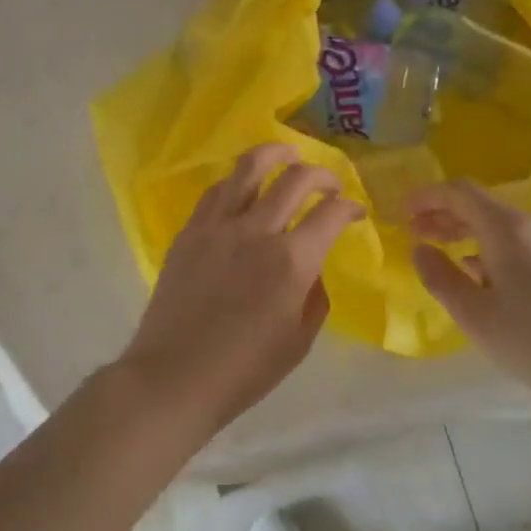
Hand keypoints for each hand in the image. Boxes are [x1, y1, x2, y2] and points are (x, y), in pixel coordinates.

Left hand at [117, 144, 364, 442]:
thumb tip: (312, 269)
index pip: (331, 214)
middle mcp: (257, 230)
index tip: (355, 212)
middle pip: (295, 177)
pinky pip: (217, 190)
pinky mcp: (190, 230)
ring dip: (276, 154)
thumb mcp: (298, 341)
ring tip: (287, 155)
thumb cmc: (243, 370)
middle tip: (329, 185)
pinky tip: (244, 187)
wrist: (175, 376)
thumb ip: (314, 296)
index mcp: (291, 261)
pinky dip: (238, 181)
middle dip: (321, 174)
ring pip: (249, 167)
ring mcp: (218, 225)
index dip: (350, 207)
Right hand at [408, 181, 530, 424]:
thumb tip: (420, 248)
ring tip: (439, 251)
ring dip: (464, 231)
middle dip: (442, 214)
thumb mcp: (473, 313)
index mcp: (506, 227)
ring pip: (498, 224)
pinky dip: (487, 247)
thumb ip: (439, 276)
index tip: (401, 212)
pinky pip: (516, 242)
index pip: (459, 192)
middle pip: (479, 205)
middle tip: (413, 232)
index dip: (427, 196)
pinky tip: (476, 273)